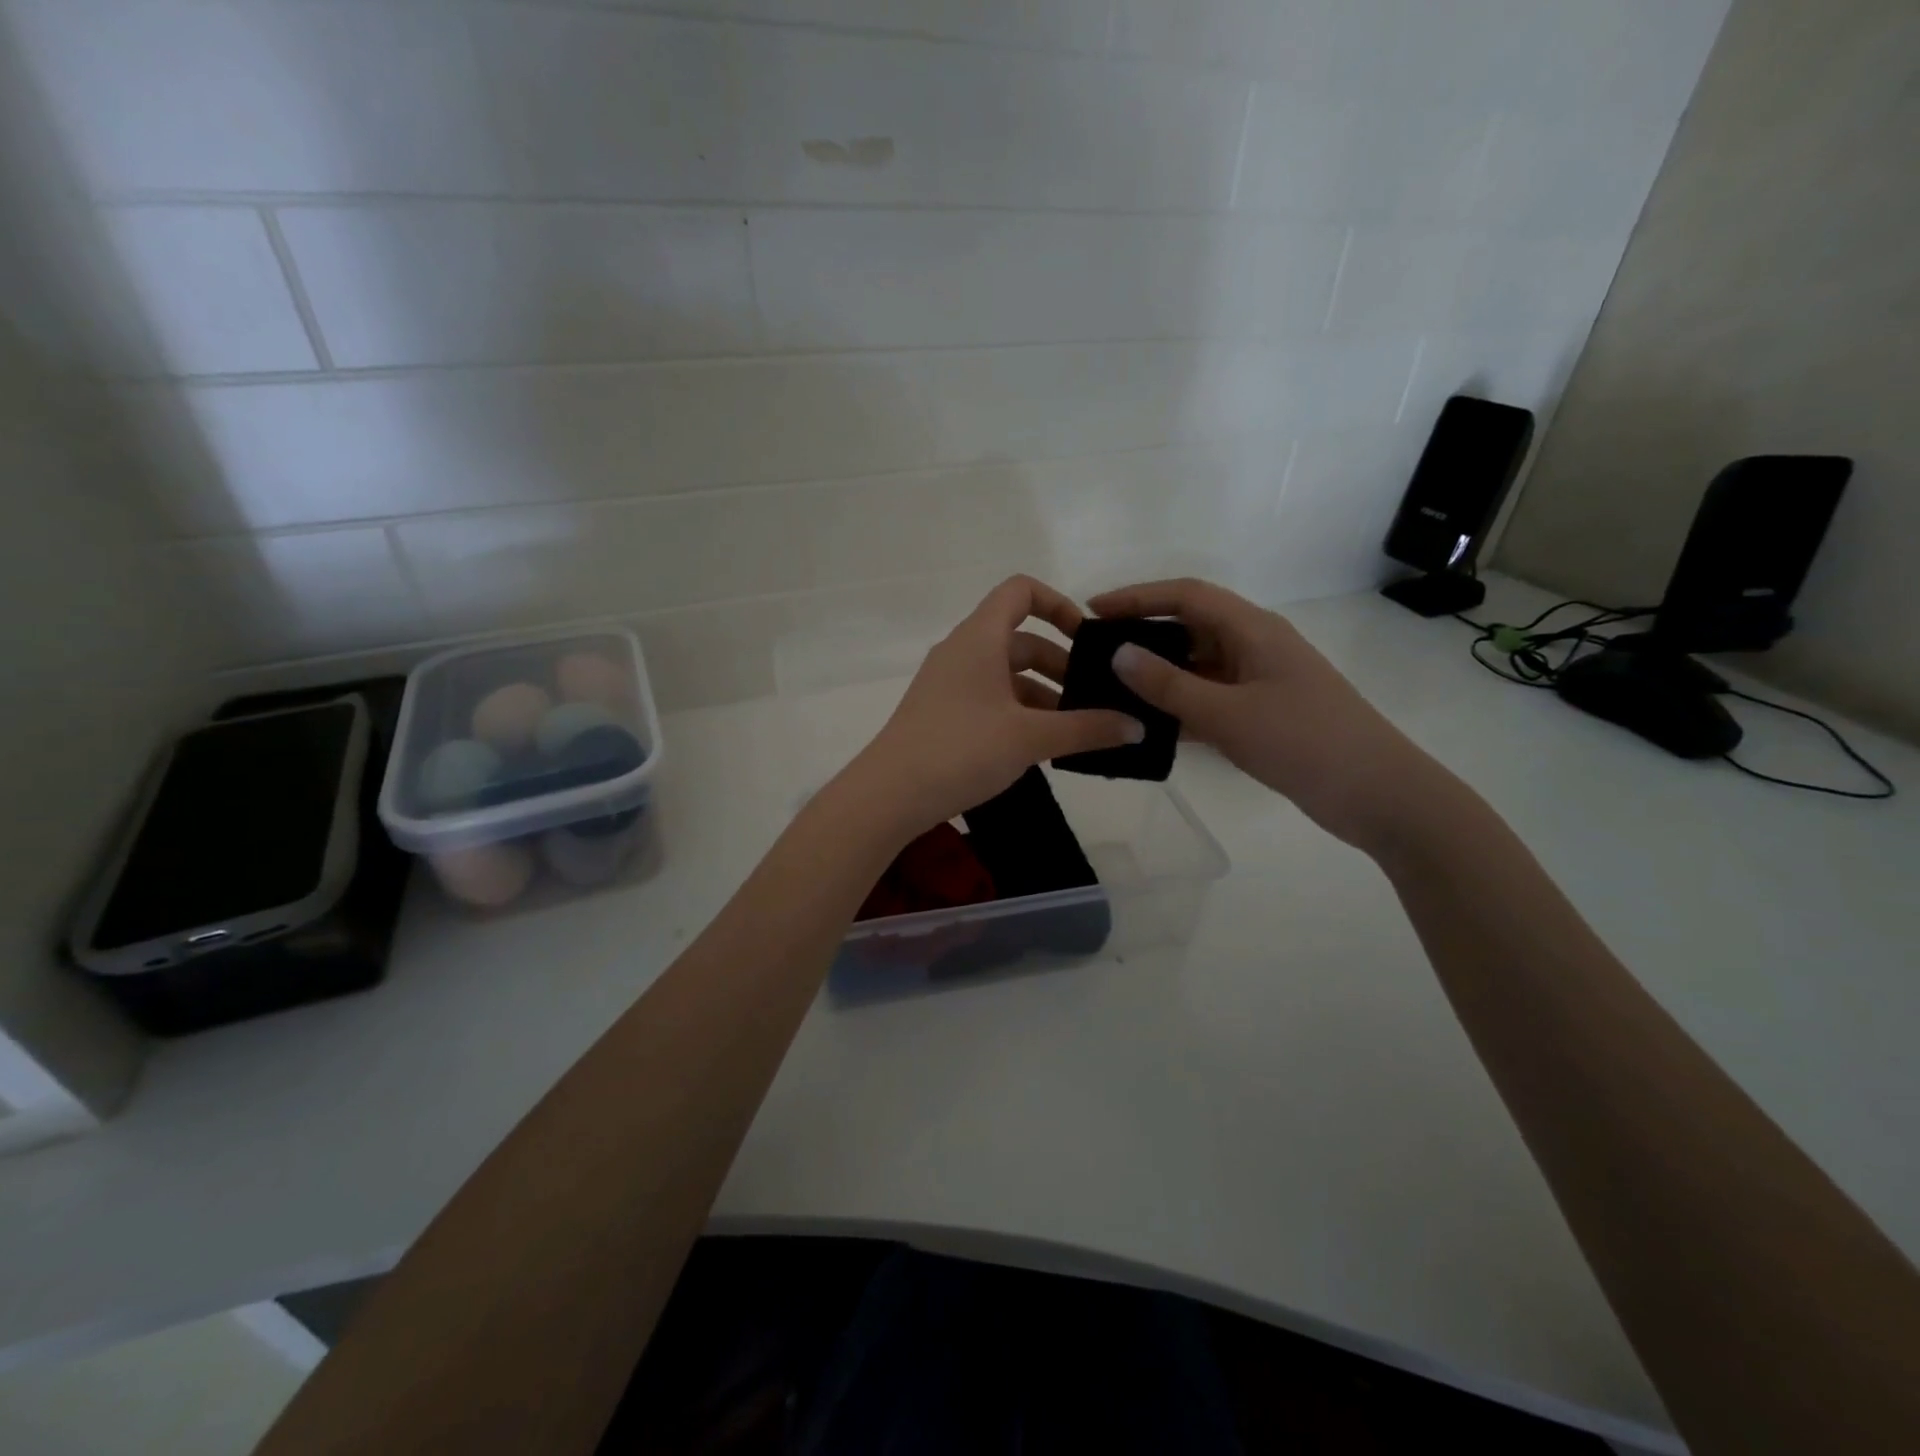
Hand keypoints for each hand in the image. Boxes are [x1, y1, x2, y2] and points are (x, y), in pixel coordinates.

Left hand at [840, 576, 1144, 841]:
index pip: (1020, 591)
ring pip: (1006, 674)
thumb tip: (1137, 727)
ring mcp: (949, 683)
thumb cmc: (961, 750)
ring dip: (1043, 694)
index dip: (1058, 604)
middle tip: (1094, 699)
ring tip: (1075, 730)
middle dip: (1061, 664)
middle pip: (1020, 639)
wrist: (889, 795)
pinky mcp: (942, 713)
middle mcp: (962, 651)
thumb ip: (1087, 729)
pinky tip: (1040, 747)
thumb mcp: (1030, 738)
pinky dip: (1019, 712)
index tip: (1087, 639)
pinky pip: (990, 698)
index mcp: (980, 638)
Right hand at [1088, 578, 1442, 853]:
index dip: (1138, 597)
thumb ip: (1170, 685)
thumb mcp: (1228, 714)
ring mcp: (1259, 682)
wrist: (1378, 794)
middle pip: (1190, 626)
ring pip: (1198, 665)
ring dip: (1158, 672)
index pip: (1187, 596)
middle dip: (1143, 632)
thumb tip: (1118, 654)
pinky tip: (1147, 722)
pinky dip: (1178, 704)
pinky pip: (1209, 697)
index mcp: (1253, 630)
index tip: (1093, 610)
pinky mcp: (1261, 714)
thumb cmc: (1305, 742)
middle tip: (1095, 651)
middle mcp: (1254, 646)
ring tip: (1110, 687)